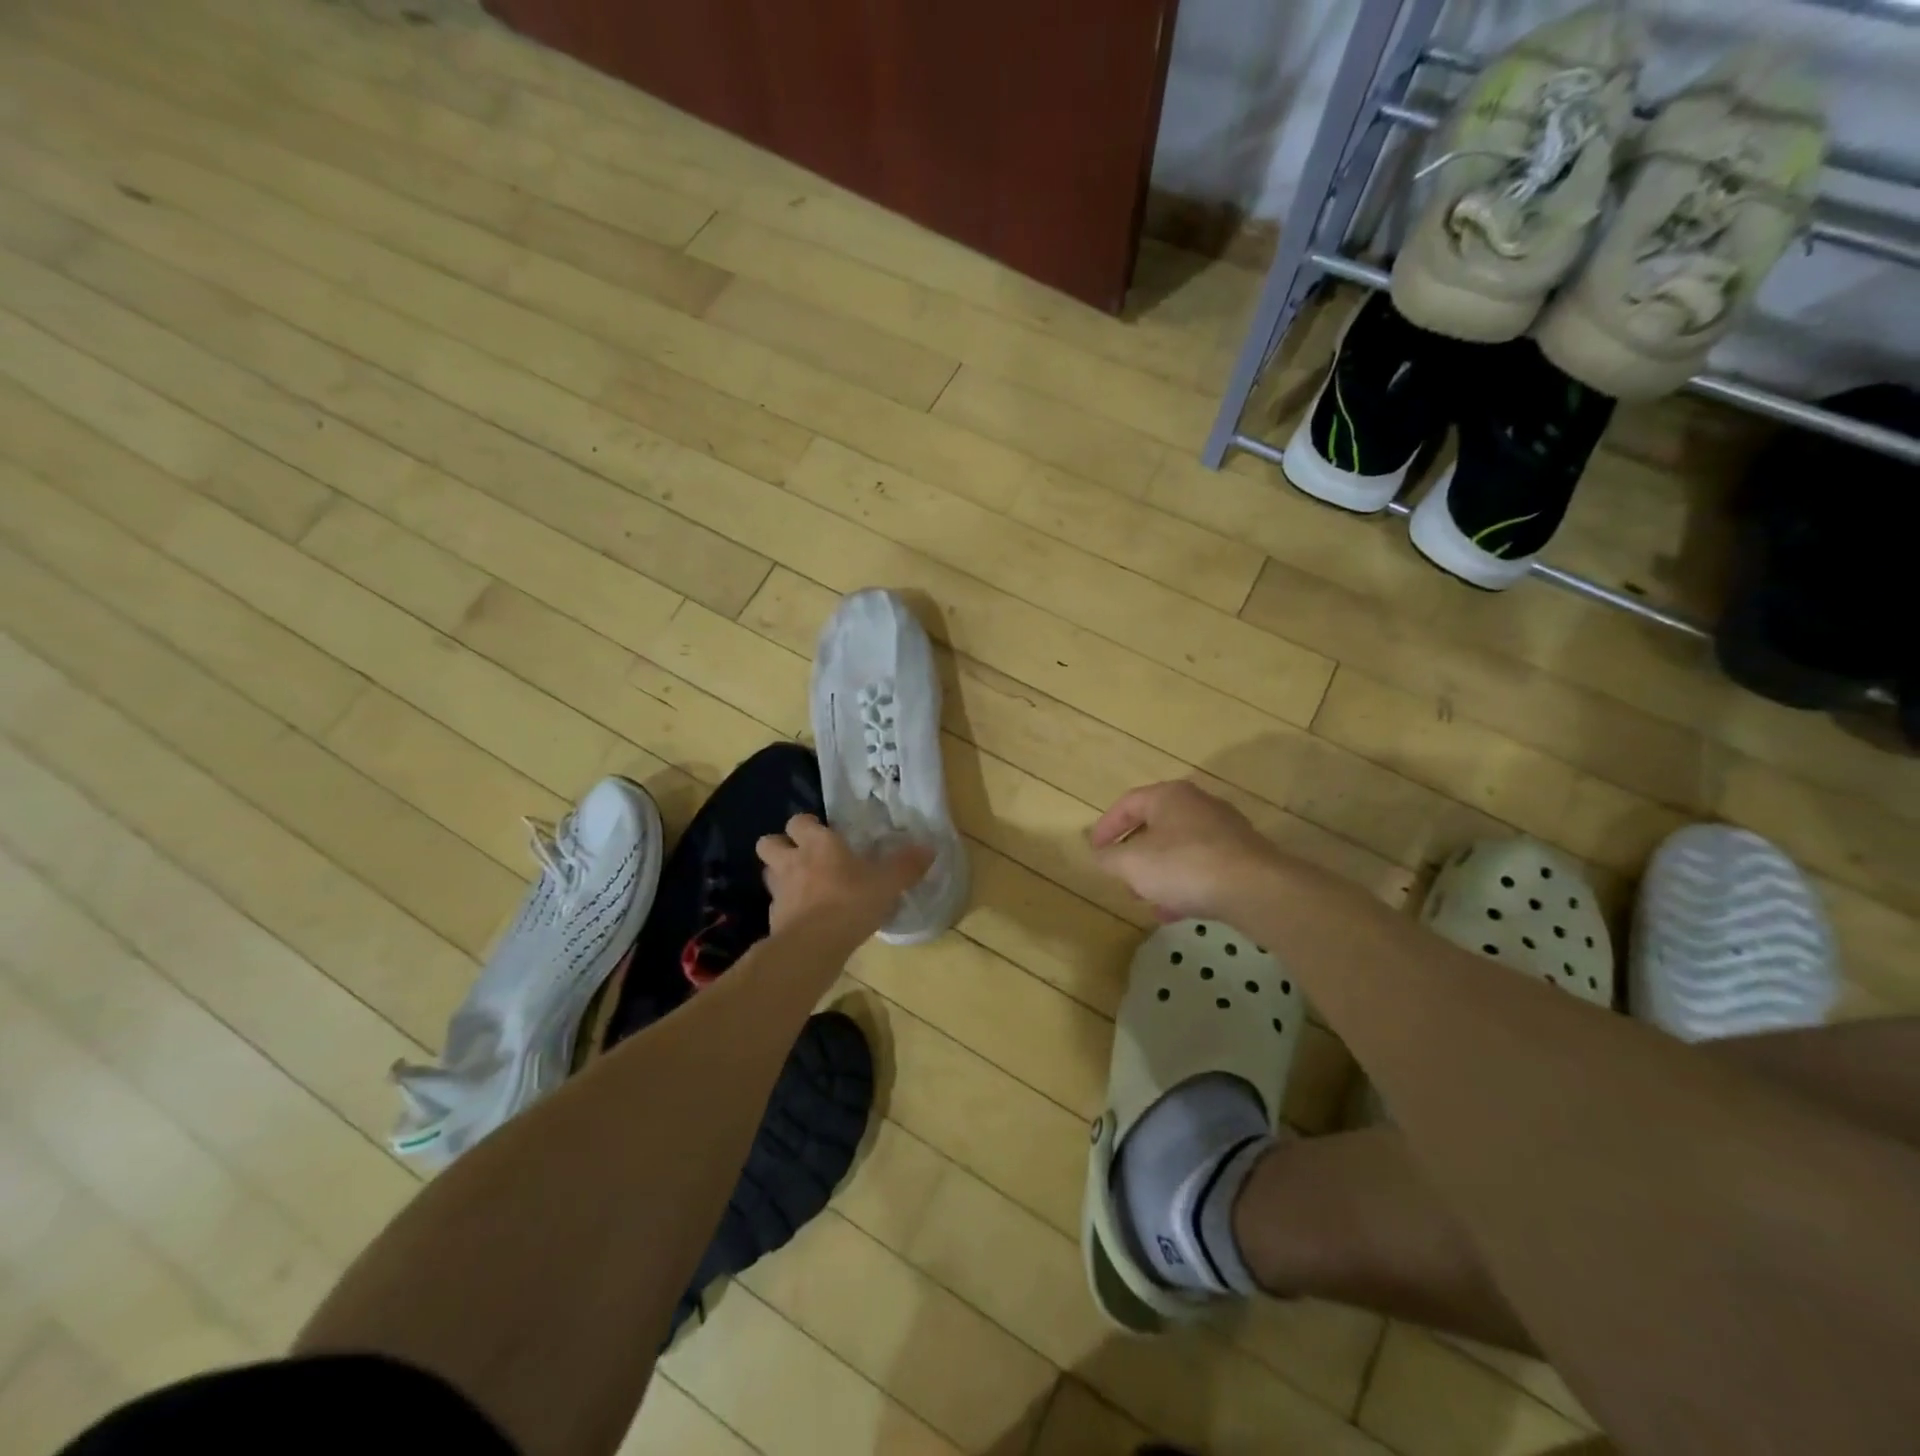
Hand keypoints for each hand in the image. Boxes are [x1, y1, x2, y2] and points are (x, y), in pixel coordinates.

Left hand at [757, 814, 933, 947]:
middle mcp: (792, 862)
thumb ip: (907, 865)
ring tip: (803, 886)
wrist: (813, 947)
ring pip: (769, 873)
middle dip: (781, 846)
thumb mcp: (888, 883)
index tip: (823, 833)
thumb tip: (929, 848)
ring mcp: (779, 892)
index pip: (799, 821)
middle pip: (769, 842)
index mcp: (818, 844)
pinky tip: (806, 918)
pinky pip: (777, 907)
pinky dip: (787, 909)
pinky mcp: (774, 920)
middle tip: (803, 856)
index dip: (807, 825)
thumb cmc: (850, 902)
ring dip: (781, 876)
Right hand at [1089, 780, 1283, 922]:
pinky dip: (1184, 885)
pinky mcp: (1243, 858)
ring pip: (1180, 849)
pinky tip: (1174, 912)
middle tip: (1120, 875)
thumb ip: (1109, 858)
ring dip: (1159, 873)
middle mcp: (1199, 805)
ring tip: (1145, 899)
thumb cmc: (1184, 866)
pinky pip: (1203, 867)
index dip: (1106, 827)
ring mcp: (1225, 831)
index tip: (1094, 850)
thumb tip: (1100, 855)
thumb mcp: (1132, 864)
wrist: (1255, 889)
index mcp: (1169, 796)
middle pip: (1156, 825)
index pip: (1128, 803)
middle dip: (1135, 853)